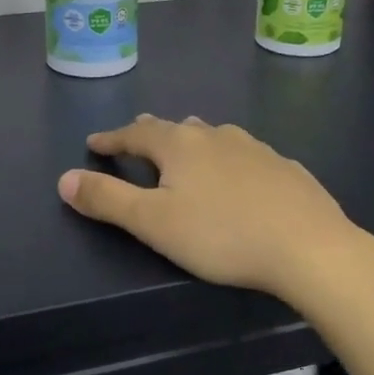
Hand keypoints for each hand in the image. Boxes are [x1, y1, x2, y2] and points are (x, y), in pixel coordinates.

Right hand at [58, 115, 373, 306]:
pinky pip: (244, 155)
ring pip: (212, 136)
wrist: (309, 246)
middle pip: (175, 128)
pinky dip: (227, 159)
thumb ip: (107, 200)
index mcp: (180, 145)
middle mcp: (216, 136)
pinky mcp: (284, 167)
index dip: (111, 140)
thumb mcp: (153, 223)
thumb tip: (65, 178)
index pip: (135, 134)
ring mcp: (255, 148)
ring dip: (191, 141)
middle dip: (150, 134)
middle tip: (135, 139)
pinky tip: (238, 175)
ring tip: (184, 150)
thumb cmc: (222, 235)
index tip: (93, 143)